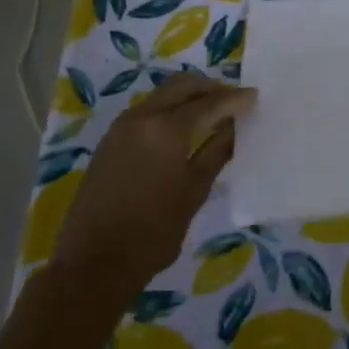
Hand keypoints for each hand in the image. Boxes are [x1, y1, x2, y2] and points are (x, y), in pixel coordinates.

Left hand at [50, 72, 255, 288]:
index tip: (255, 97)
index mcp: (166, 128)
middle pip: (182, 86)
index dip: (235, 99)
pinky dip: (169, 110)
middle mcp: (142, 117)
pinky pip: (147, 111)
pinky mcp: (110, 141)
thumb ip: (216, 152)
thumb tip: (234, 127)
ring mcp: (122, 127)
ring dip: (188, 97)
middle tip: (234, 101)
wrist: (93, 262)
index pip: (209, 102)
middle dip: (210, 88)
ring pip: (162, 96)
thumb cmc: (153, 231)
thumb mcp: (194, 192)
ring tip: (212, 115)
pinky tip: (182, 132)